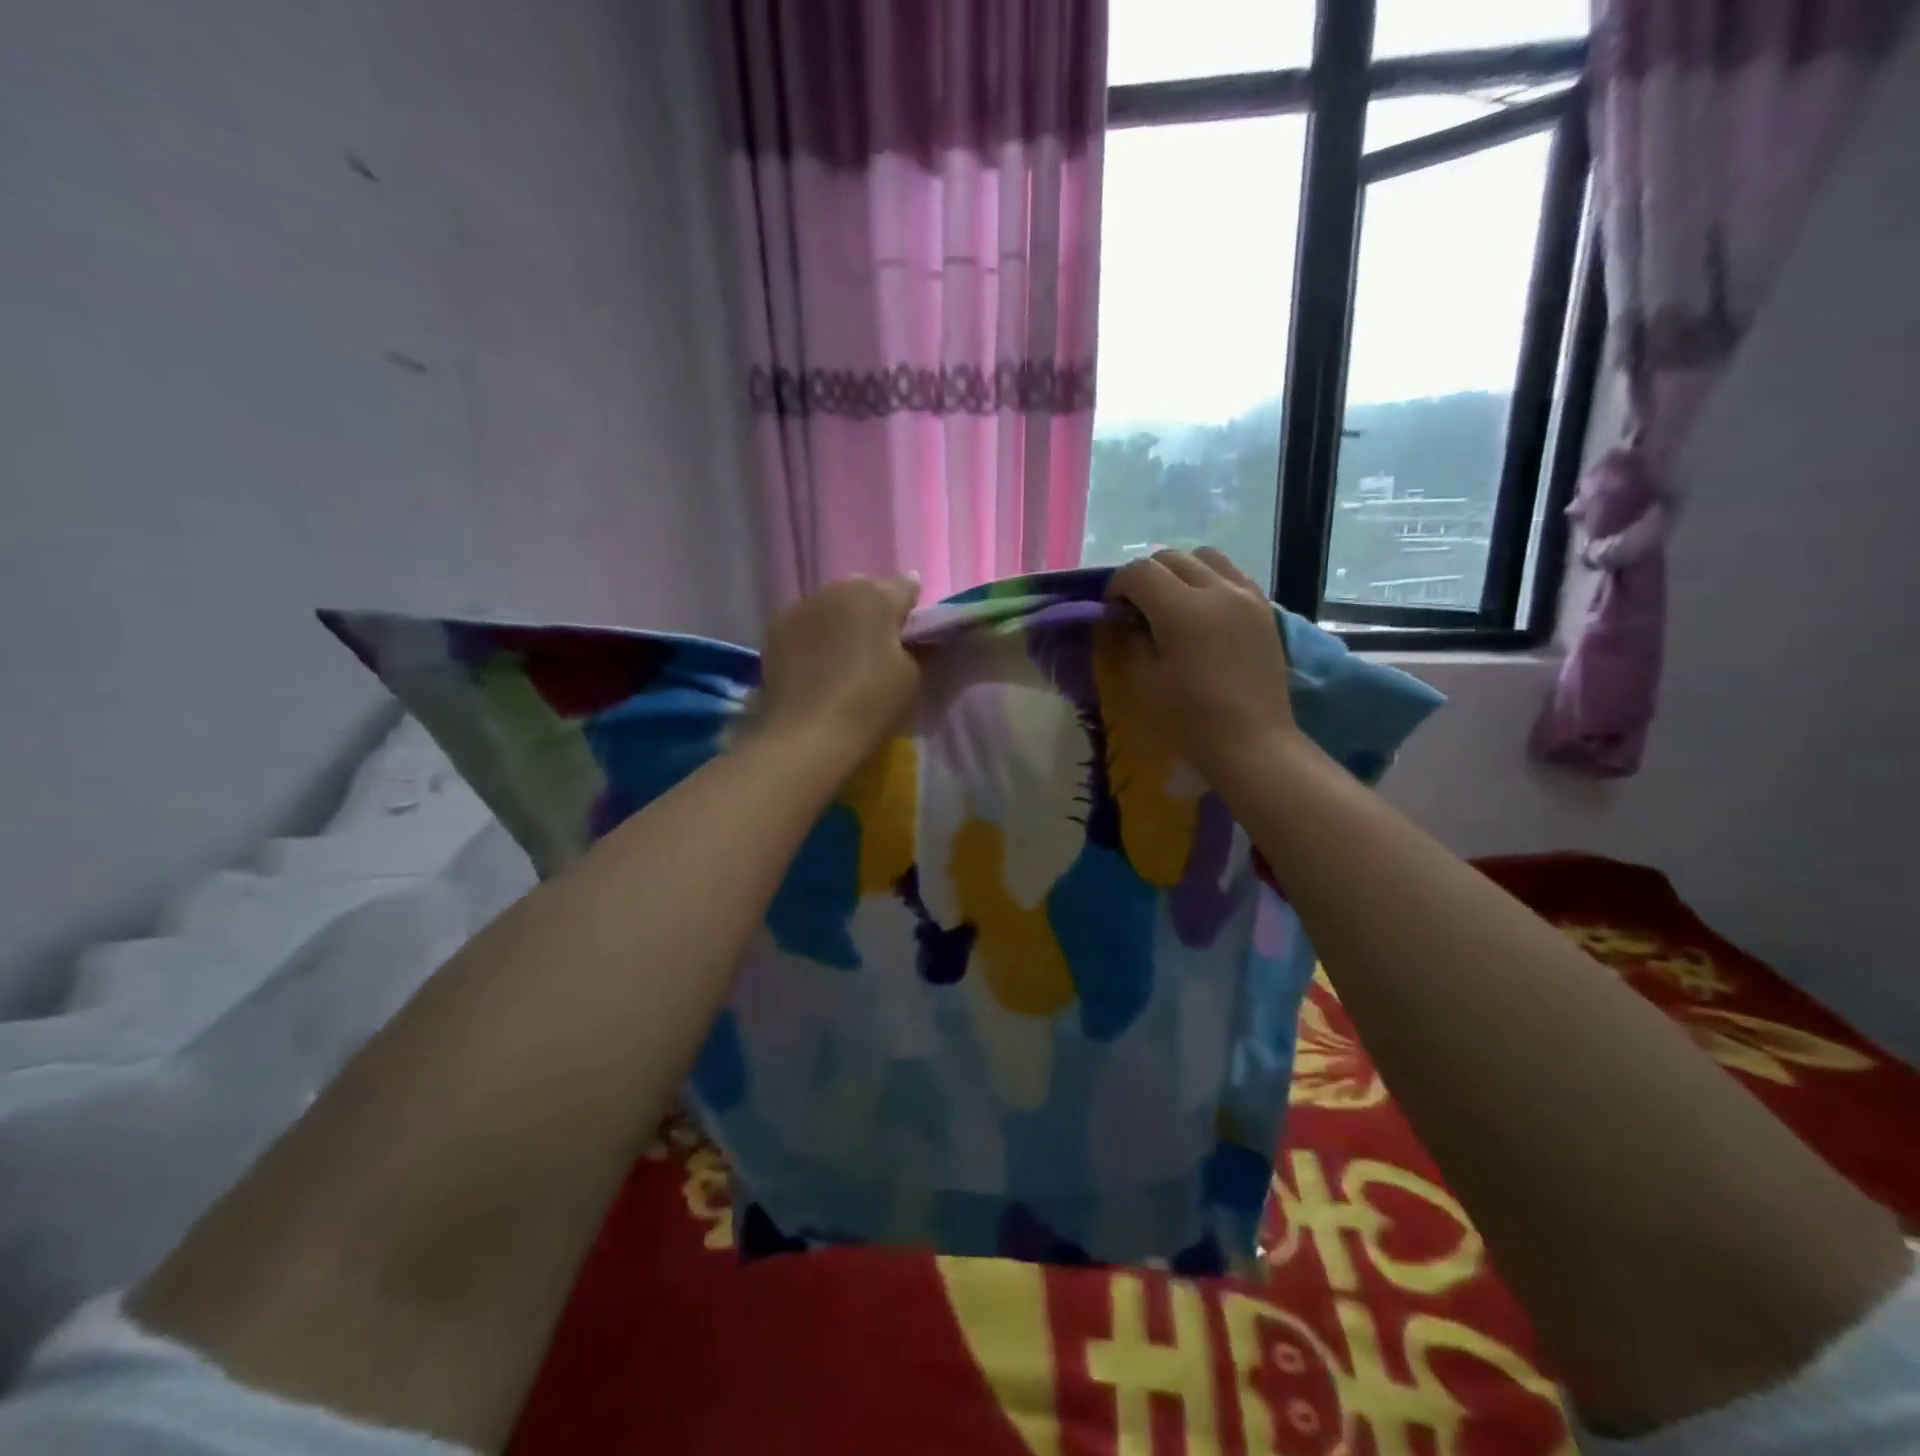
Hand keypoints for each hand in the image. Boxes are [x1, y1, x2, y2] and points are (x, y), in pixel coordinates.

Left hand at [760, 574, 922, 757]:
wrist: (808, 737)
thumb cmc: (870, 703)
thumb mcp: (911, 676)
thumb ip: (914, 646)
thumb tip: (911, 635)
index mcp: (874, 595)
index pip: (905, 589)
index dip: (913, 610)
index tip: (915, 633)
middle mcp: (835, 590)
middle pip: (864, 592)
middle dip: (875, 611)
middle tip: (881, 646)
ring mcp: (799, 608)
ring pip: (832, 606)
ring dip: (843, 622)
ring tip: (847, 657)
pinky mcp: (775, 632)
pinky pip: (807, 625)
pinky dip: (817, 638)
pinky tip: (820, 666)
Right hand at [1105, 548, 1297, 779]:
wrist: (1252, 741)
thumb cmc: (1190, 718)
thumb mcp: (1145, 681)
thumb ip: (1131, 639)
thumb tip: (1128, 619)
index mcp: (1182, 609)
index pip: (1139, 572)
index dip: (1117, 585)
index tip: (1112, 610)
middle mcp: (1216, 590)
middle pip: (1171, 557)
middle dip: (1146, 576)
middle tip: (1137, 607)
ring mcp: (1246, 595)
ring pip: (1205, 557)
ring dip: (1180, 571)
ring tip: (1173, 602)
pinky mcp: (1264, 608)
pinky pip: (1232, 574)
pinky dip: (1211, 580)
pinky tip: (1204, 609)